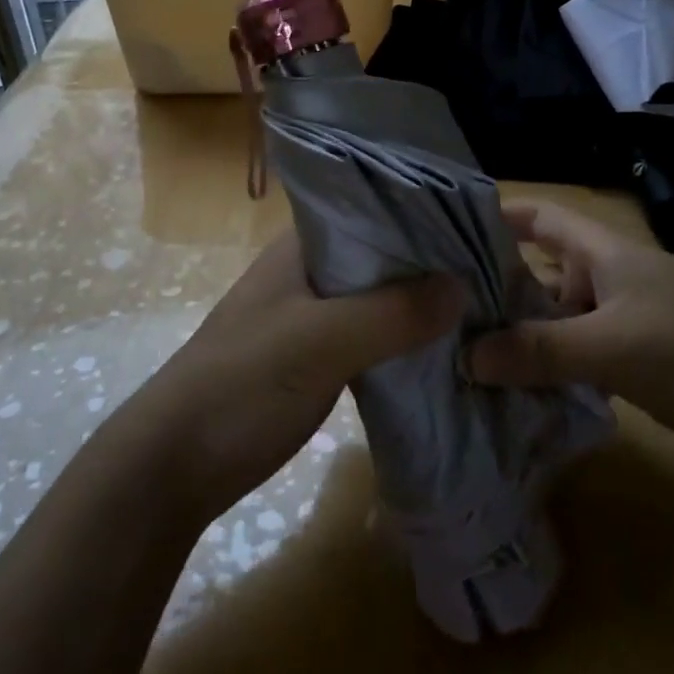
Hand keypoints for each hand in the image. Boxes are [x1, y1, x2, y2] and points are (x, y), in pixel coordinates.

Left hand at [140, 231, 465, 516]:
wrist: (175, 465)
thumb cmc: (243, 384)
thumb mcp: (321, 342)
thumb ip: (392, 312)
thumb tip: (463, 286)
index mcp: (303, 244)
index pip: (375, 208)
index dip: (426, 214)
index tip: (483, 227)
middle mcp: (310, 269)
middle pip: (383, 254)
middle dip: (432, 262)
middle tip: (498, 270)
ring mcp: (313, 314)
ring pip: (380, 296)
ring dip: (420, 302)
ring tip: (483, 304)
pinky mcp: (317, 356)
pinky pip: (373, 334)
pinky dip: (404, 337)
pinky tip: (444, 347)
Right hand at [468, 202, 673, 478]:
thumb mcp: (617, 348)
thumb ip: (541, 350)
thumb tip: (466, 355)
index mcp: (605, 252)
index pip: (539, 216)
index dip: (495, 214)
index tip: (441, 229)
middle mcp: (609, 277)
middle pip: (539, 270)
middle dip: (492, 285)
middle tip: (435, 307)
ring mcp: (625, 320)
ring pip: (557, 318)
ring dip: (519, 333)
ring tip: (459, 353)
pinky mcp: (638, 360)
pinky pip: (578, 355)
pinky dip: (549, 367)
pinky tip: (513, 390)